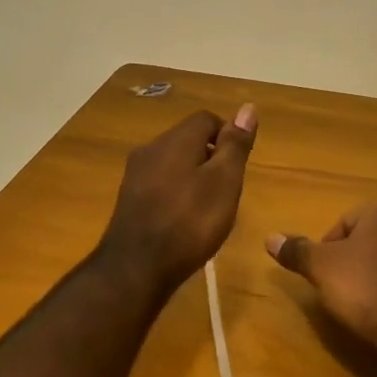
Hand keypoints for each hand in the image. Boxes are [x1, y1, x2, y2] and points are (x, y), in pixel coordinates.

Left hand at [99, 106, 256, 285]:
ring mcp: (136, 174)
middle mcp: (151, 148)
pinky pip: (160, 183)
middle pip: (188, 139)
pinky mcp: (129, 199)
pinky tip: (184, 221)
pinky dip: (177, 193)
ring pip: (173, 162)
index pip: (207, 119)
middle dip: (211, 158)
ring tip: (208, 209)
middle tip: (227, 191)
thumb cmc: (189, 222)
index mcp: (175, 139)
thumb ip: (235, 145)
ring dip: (194, 177)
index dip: (228, 136)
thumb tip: (247, 108)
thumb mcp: (224, 182)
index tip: (238, 167)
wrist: (135, 268)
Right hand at [266, 201, 376, 352]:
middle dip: (352, 258)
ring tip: (359, 301)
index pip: (345, 221)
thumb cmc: (364, 287)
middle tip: (338, 286)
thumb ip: (297, 250)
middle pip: (368, 238)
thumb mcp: (321, 268)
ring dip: (374, 273)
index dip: (327, 247)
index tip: (323, 273)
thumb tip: (269, 238)